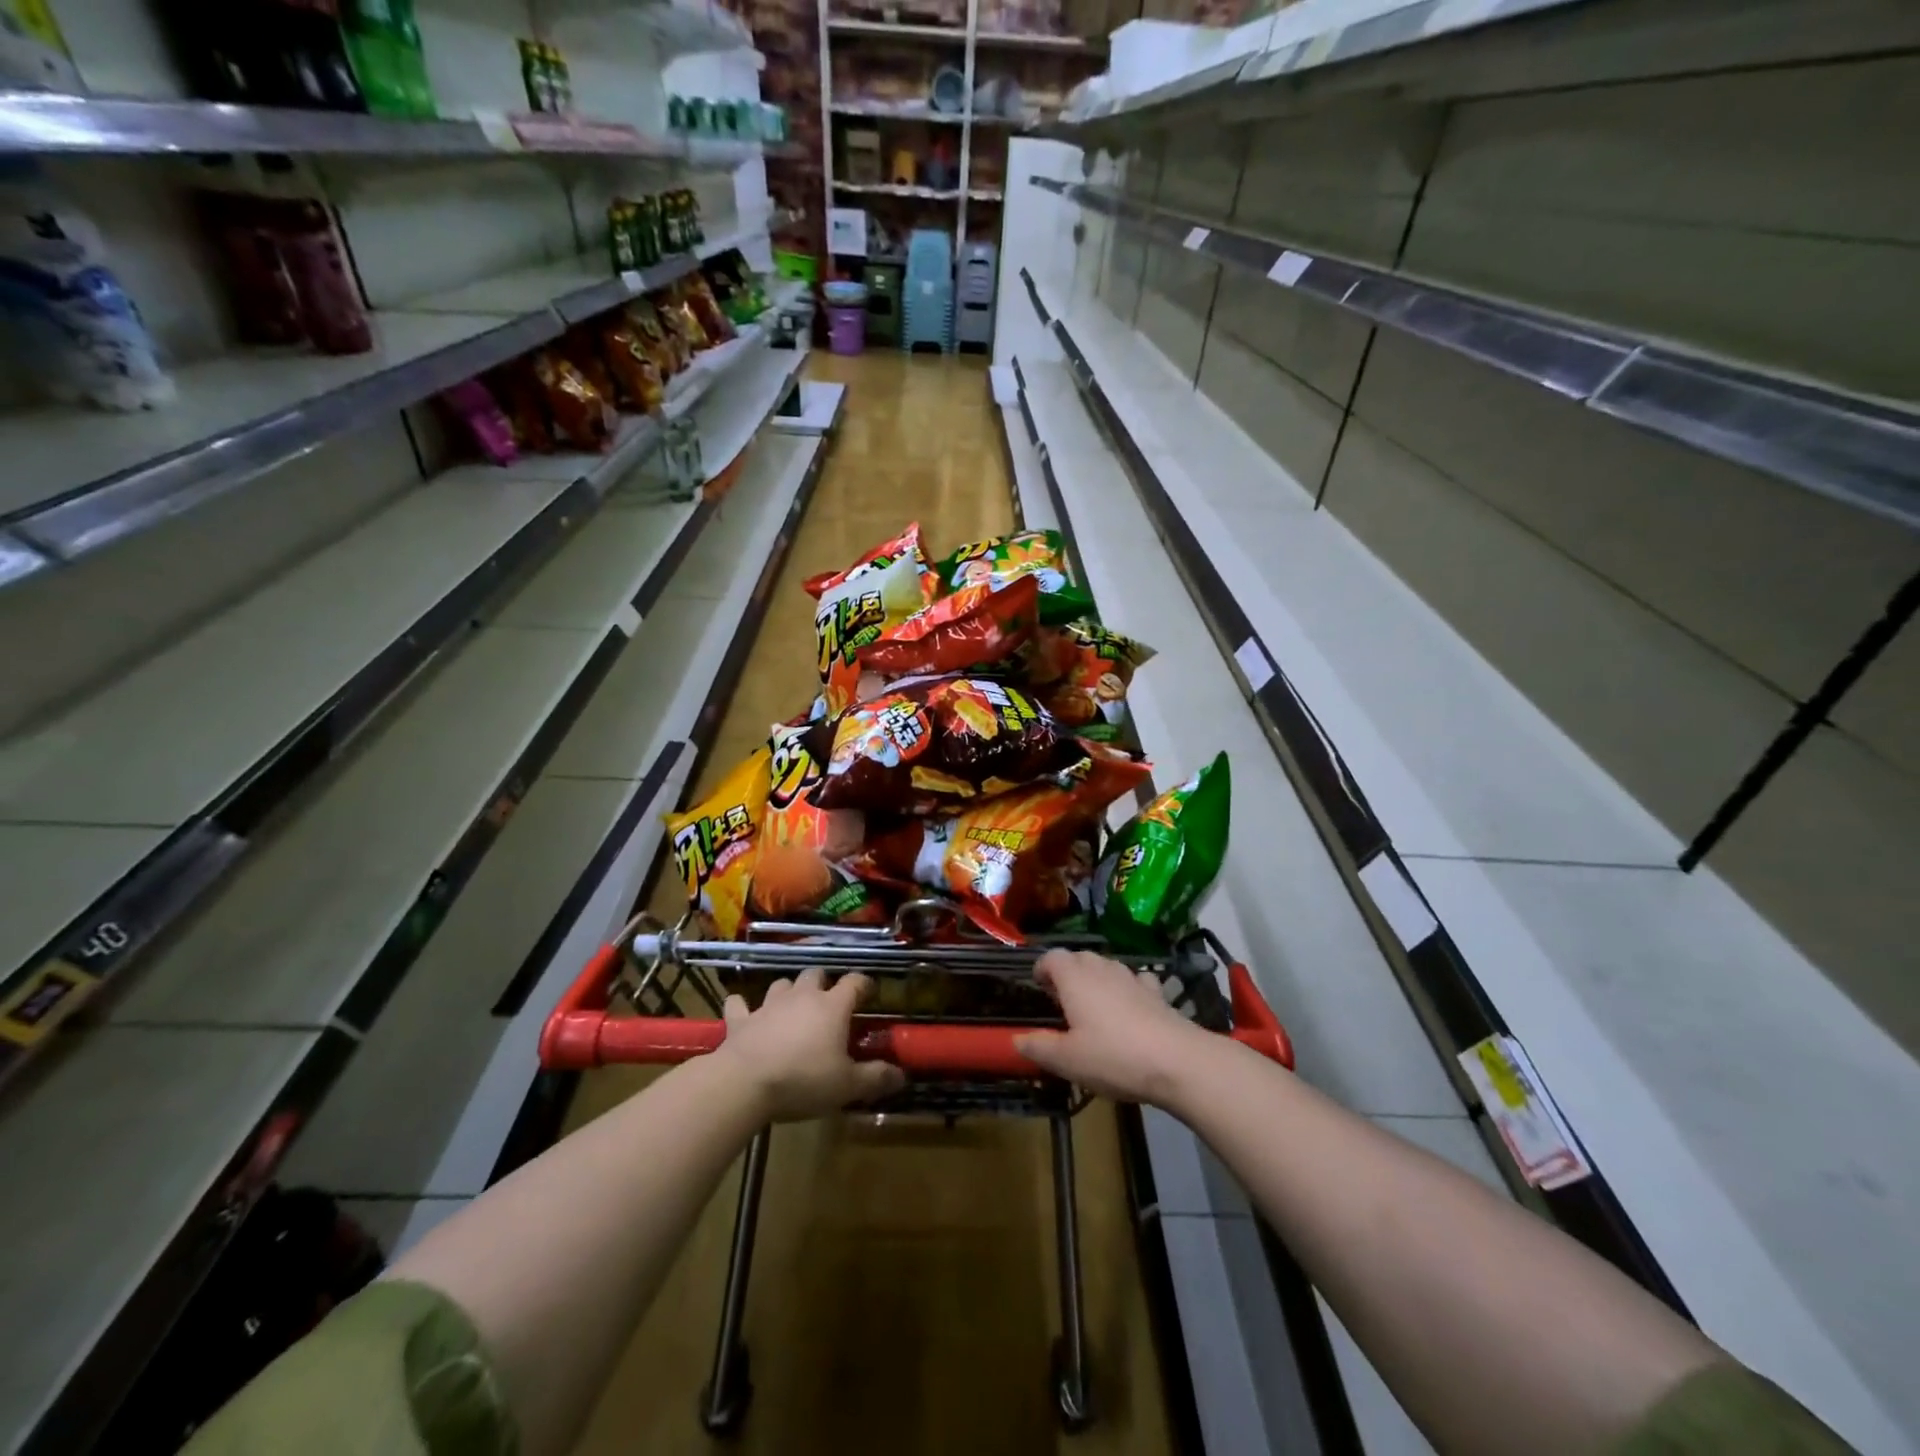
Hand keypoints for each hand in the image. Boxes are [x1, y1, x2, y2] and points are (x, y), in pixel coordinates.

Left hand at [716, 968, 904, 1121]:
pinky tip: (743, 1011)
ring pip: (782, 984)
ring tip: (792, 1006)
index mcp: (832, 1007)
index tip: (869, 992)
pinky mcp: (741, 1019)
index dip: (863, 984)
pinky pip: (739, 1004)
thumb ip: (876, 1077)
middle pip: (816, 974)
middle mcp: (802, 996)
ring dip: (788, 991)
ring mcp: (769, 1005)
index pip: (854, 982)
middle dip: (823, 983)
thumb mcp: (847, 1086)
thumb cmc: (803, 1080)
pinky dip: (743, 1006)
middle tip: (828, 1002)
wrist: (745, 1083)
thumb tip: (902, 1075)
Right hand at [1013, 950, 1212, 1105]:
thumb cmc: (1113, 1056)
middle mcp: (1101, 968)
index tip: (1038, 987)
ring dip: (1095, 980)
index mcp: (1074, 978)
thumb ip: (1038, 1046)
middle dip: (1067, 973)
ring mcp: (1131, 977)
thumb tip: (1016, 1038)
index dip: (1042, 968)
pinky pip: (1135, 981)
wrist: (1177, 1061)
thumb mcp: (1067, 1060)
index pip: (1052, 957)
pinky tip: (1130, 1008)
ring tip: (1092, 1007)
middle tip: (1061, 1000)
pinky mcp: (1156, 992)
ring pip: (1106, 967)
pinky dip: (1127, 989)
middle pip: (1079, 958)